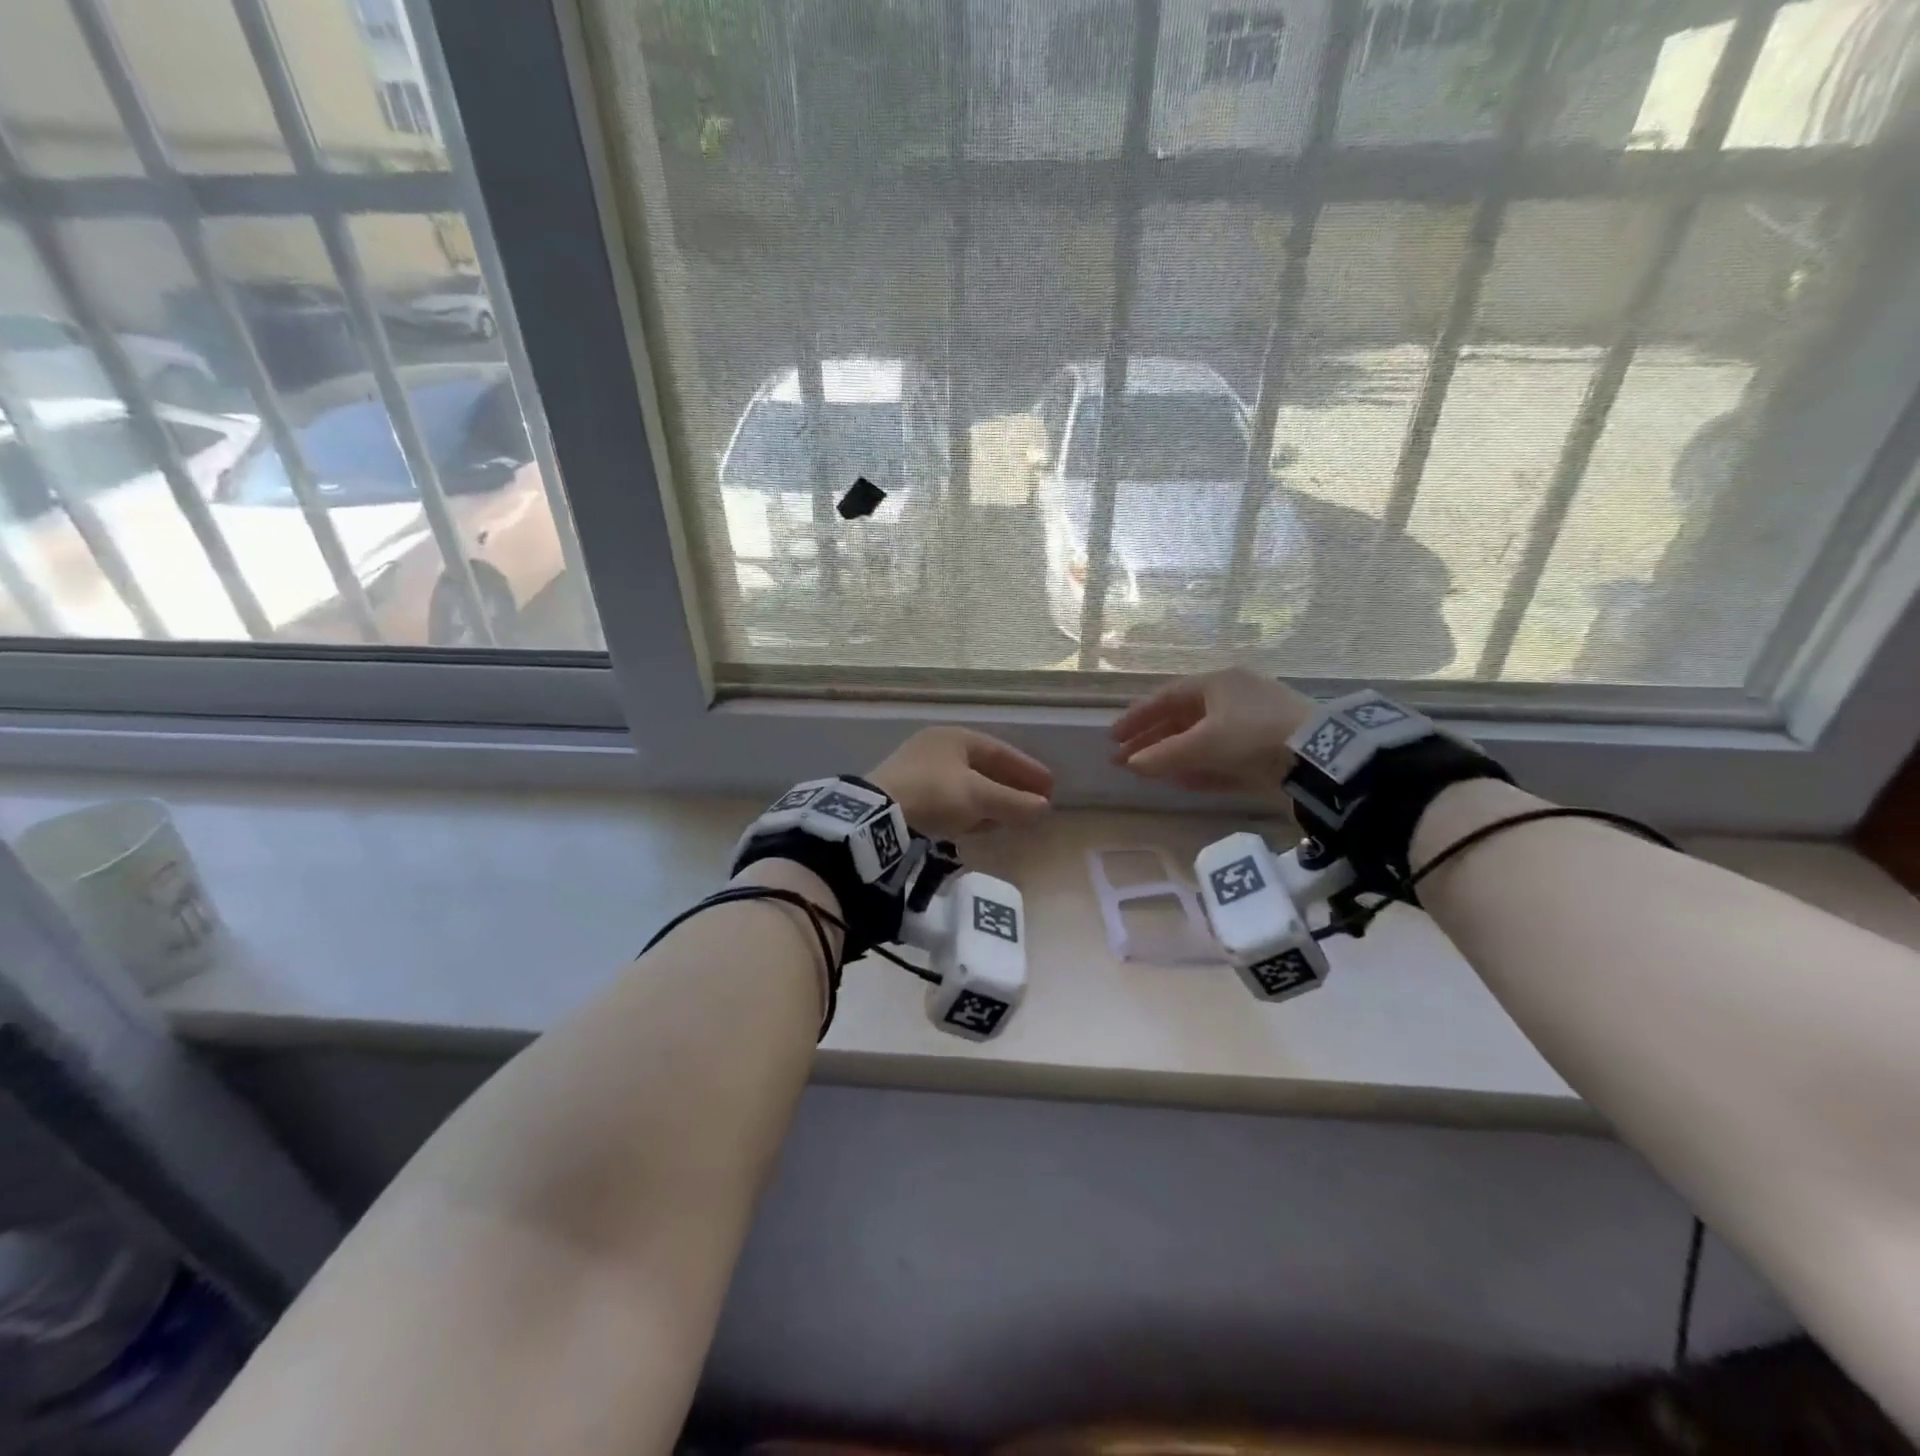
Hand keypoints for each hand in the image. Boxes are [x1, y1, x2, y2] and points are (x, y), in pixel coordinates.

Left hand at [869, 727, 1053, 838]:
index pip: (1001, 751)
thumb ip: (1014, 803)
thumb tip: (1044, 808)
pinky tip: (978, 825)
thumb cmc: (934, 795)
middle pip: (984, 767)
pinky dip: (969, 810)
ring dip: (990, 801)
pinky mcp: (906, 793)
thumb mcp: (979, 798)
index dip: (1028, 771)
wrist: (876, 814)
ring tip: (1010, 818)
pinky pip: (949, 799)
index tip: (1050, 789)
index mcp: (956, 738)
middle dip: (1010, 787)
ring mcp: (919, 769)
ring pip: (966, 785)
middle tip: (1033, 804)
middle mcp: (937, 747)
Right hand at [1110, 668, 1315, 791]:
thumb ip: (1164, 755)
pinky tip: (1179, 781)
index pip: (1166, 698)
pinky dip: (1197, 767)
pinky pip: (1219, 757)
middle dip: (1150, 741)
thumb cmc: (1254, 735)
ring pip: (1199, 740)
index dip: (1137, 717)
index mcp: (1218, 684)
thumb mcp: (1205, 743)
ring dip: (1170, 756)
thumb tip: (1131, 763)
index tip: (1113, 737)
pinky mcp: (1262, 752)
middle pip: (1181, 719)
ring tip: (1145, 772)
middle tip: (1122, 759)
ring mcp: (1249, 726)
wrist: (1320, 758)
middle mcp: (1232, 699)